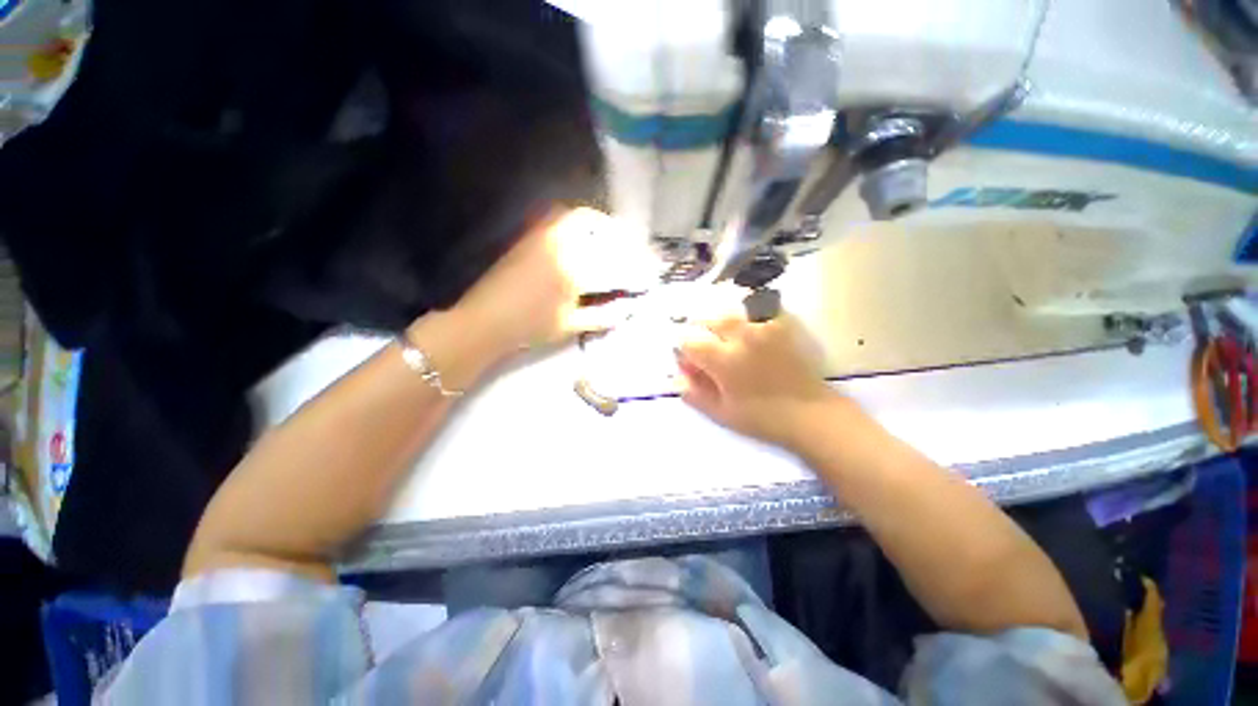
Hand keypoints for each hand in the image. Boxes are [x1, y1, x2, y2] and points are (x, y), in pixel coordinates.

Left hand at [448, 206, 657, 363]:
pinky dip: (582, 222)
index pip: (617, 267)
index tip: (651, 277)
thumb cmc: (530, 326)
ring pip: (584, 219)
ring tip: (615, 240)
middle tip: (637, 255)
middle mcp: (564, 244)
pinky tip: (586, 236)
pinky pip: (563, 217)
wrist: (485, 318)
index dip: (637, 272)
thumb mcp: (571, 325)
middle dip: (626, 243)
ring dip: (605, 227)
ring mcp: (546, 234)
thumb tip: (628, 309)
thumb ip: (604, 315)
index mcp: (576, 270)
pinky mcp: (532, 233)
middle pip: (605, 234)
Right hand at [676, 314, 833, 447]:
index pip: (689, 341)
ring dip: (721, 323)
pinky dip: (746, 316)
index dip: (685, 353)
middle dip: (701, 333)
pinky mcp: (780, 326)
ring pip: (730, 312)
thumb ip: (694, 393)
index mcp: (724, 359)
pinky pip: (756, 310)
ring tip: (726, 341)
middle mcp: (741, 336)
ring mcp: (763, 327)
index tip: (691, 365)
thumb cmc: (762, 417)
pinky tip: (748, 333)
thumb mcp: (721, 412)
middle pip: (708, 320)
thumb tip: (676, 376)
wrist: (810, 414)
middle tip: (708, 351)